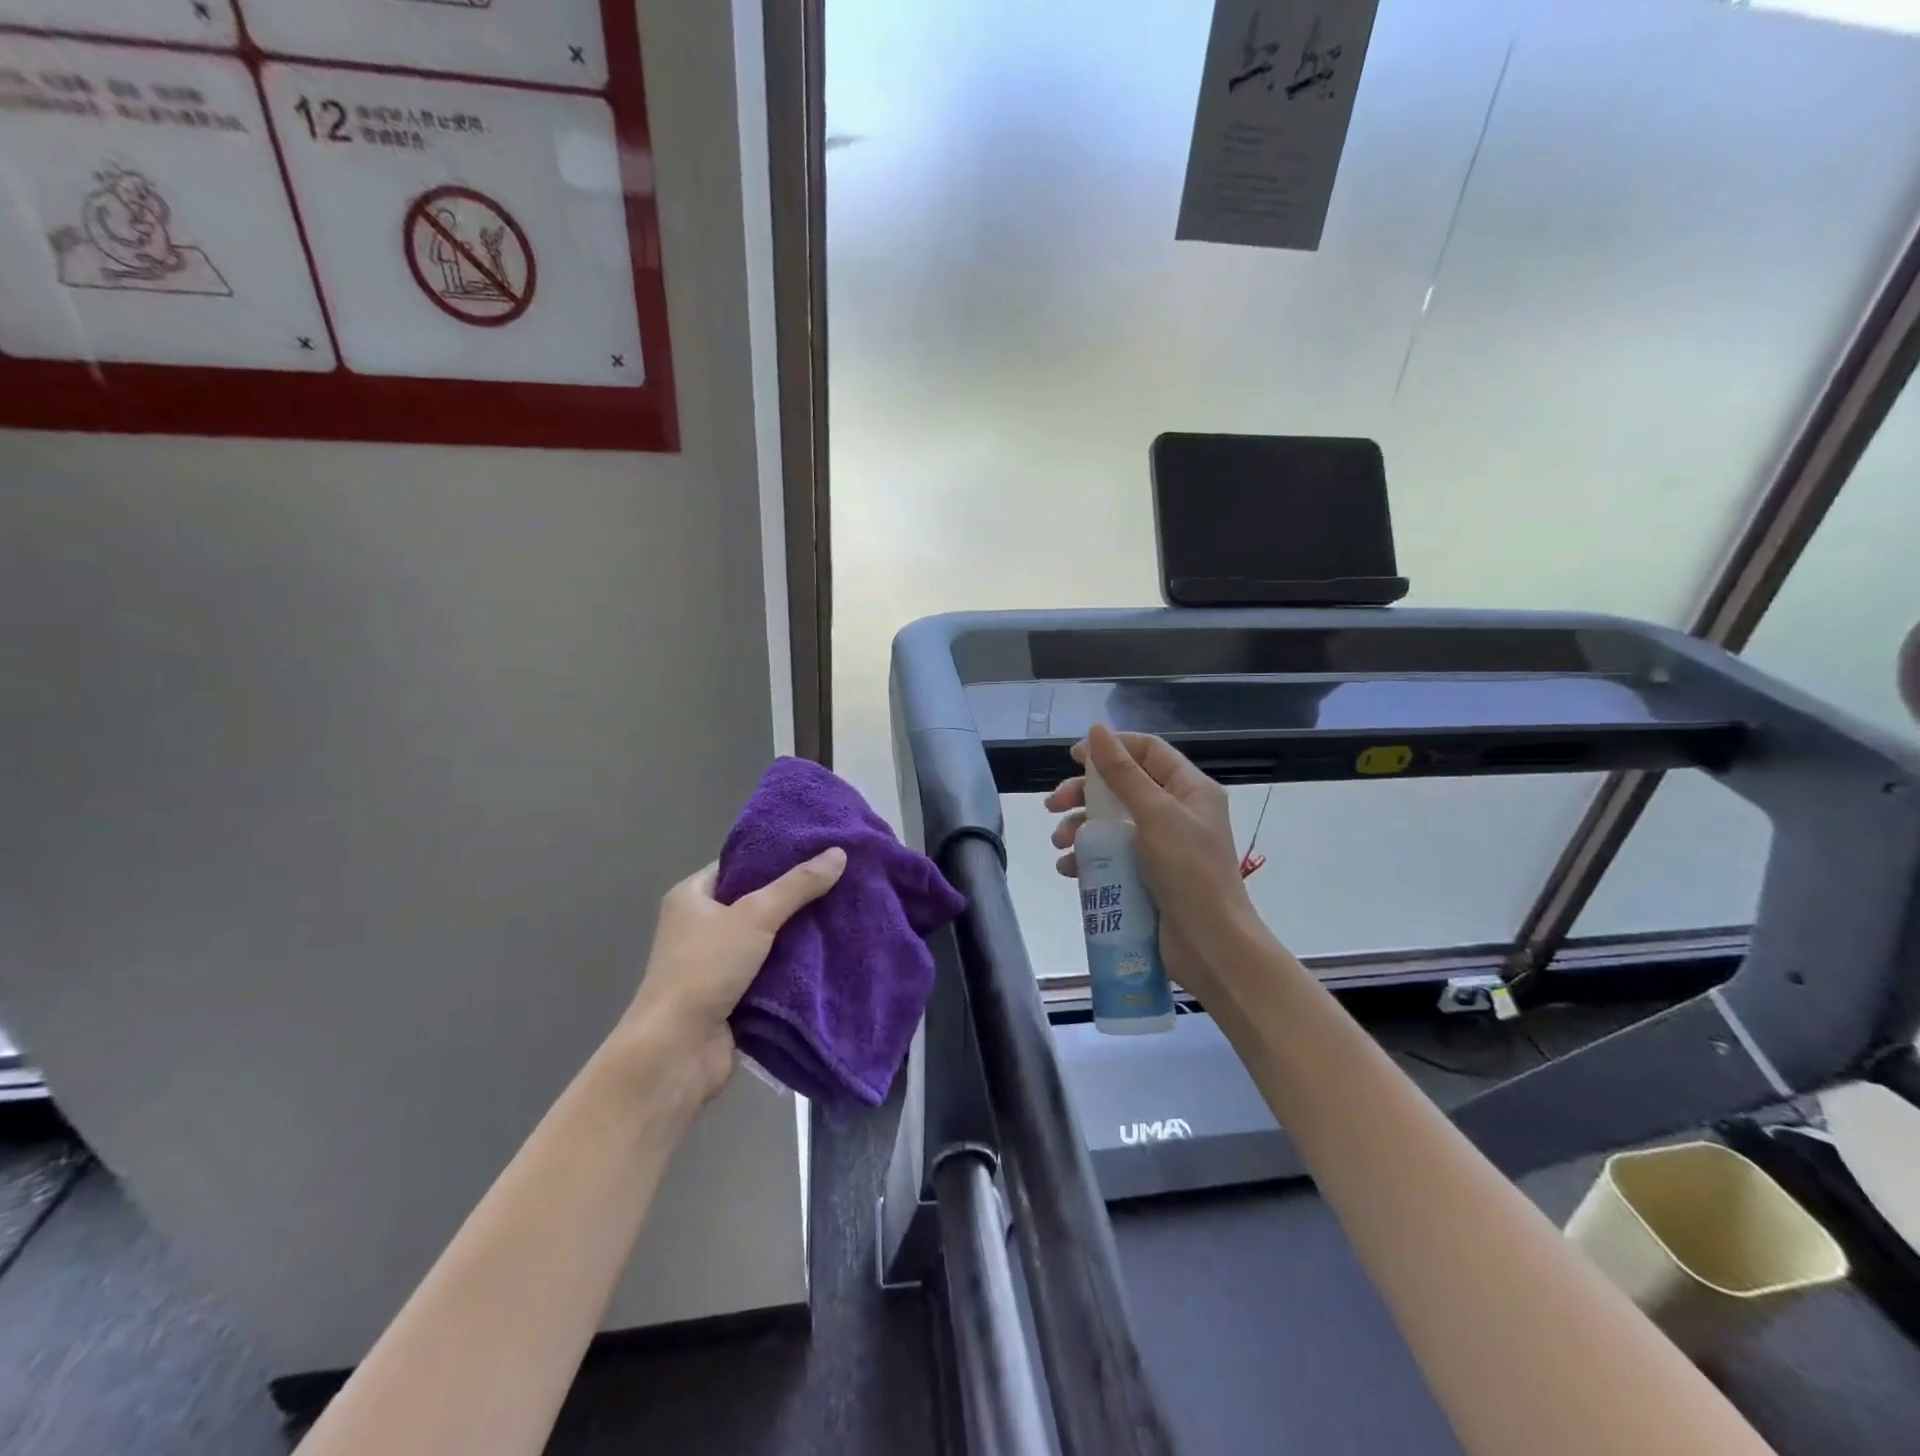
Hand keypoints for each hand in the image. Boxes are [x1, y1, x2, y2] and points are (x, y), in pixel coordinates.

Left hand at [620, 849, 846, 1104]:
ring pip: (767, 938)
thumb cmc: (705, 969)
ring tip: (844, 911)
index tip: (818, 849)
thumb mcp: (755, 916)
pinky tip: (832, 952)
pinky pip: (771, 970)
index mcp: (691, 897)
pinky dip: (795, 965)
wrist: (677, 1051)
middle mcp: (700, 926)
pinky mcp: (733, 995)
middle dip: (795, 895)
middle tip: (841, 879)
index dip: (776, 856)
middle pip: (756, 901)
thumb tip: (839, 853)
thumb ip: (797, 885)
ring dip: (799, 932)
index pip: (739, 864)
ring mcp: (716, 963)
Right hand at [1046, 725, 1257, 1005]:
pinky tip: (1069, 869)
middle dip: (1084, 794)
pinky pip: (1112, 855)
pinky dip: (1088, 858)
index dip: (1110, 748)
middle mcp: (1177, 812)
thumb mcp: (1156, 815)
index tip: (1072, 757)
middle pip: (1122, 787)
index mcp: (1189, 790)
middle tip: (1052, 805)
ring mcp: (1162, 846)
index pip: (1147, 752)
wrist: (1211, 947)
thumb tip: (1096, 730)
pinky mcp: (1147, 875)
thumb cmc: (1189, 872)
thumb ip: (1123, 773)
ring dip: (1080, 828)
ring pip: (1111, 822)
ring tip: (1059, 844)